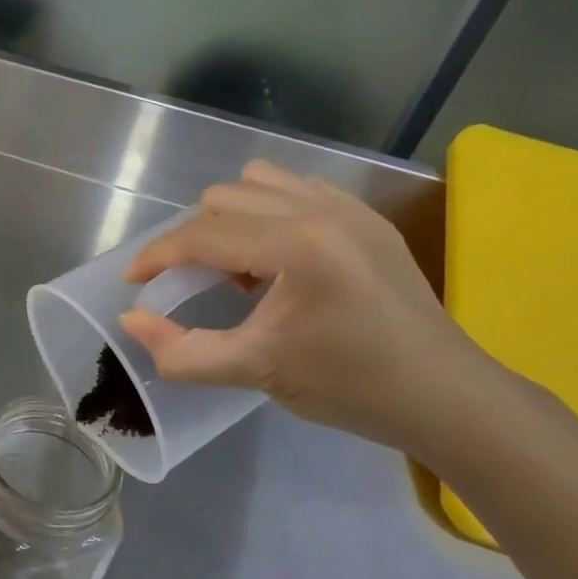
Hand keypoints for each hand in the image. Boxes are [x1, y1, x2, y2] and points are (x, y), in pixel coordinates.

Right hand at [118, 161, 499, 454]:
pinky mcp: (367, 217)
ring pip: (259, 181)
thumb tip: (131, 320)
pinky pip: (297, 188)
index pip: (202, 234)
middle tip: (195, 283)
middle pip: (223, 197)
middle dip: (194, 237)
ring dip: (232, 217)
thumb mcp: (257, 372)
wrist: (446, 396)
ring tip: (240, 267)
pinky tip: (279, 259)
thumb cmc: (350, 386)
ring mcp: (349, 207)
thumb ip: (183, 351)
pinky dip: (270, 212)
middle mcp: (320, 209)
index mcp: (296, 245)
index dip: (157, 255)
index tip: (133, 280)